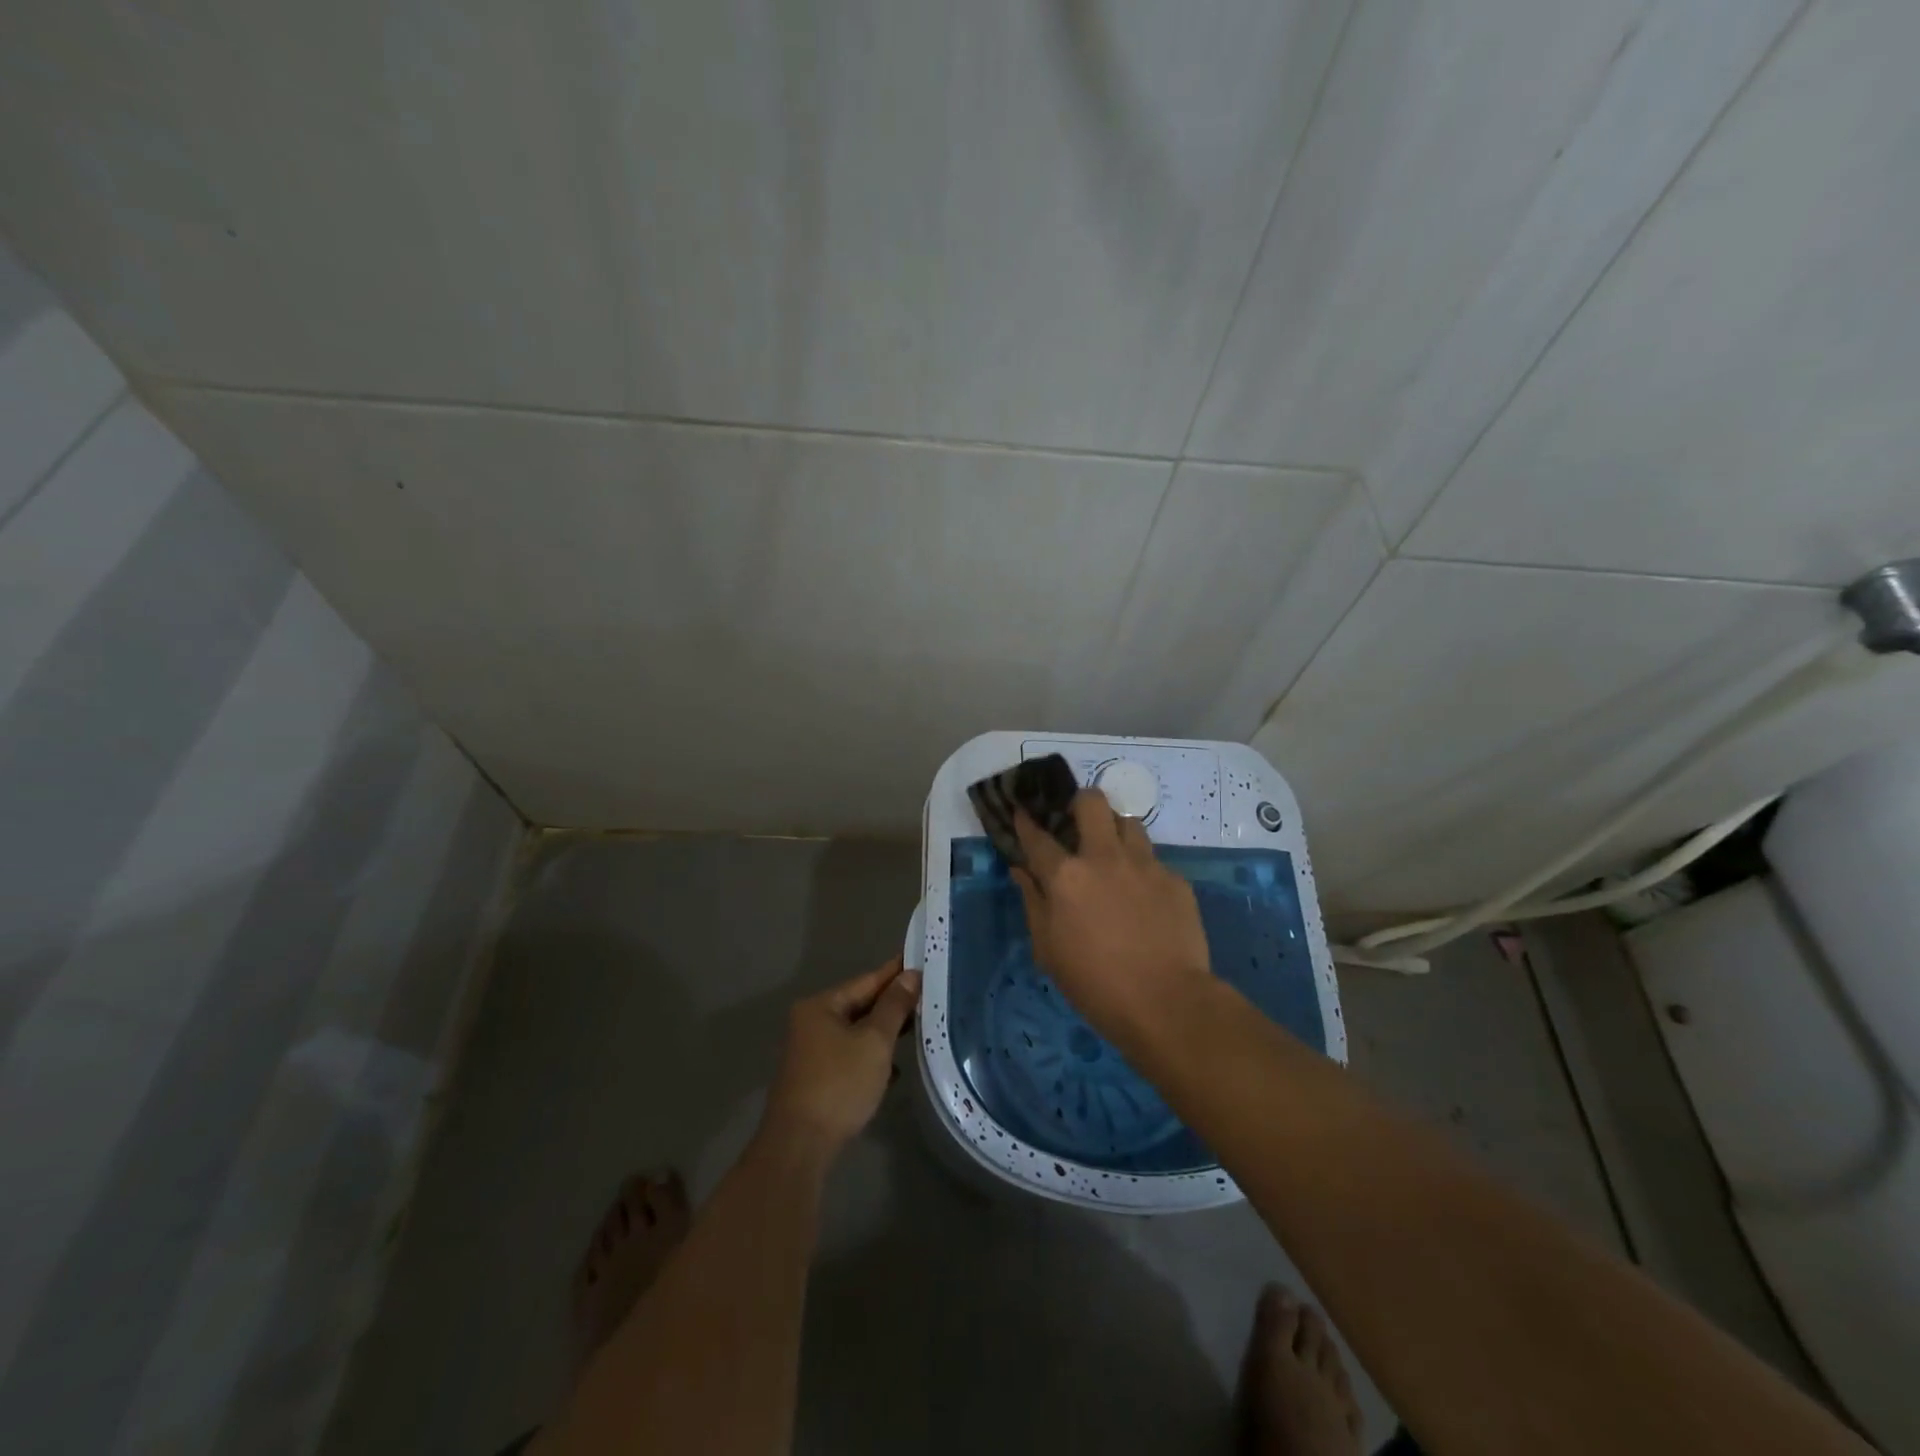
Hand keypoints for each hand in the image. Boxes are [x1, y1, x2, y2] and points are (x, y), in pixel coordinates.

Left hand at [761, 956, 920, 1161]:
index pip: (866, 980)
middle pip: (860, 1005)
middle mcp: (812, 1022)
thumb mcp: (874, 1041)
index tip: (920, 961)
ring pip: (856, 1032)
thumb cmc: (839, 1084)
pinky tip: (894, 1069)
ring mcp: (812, 1052)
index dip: (895, 972)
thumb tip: (910, 975)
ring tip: (917, 1027)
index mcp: (821, 1006)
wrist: (800, 1145)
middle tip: (927, 995)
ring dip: (884, 1032)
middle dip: (892, 1004)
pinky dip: (872, 1057)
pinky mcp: (817, 1078)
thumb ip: (893, 1006)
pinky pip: (851, 1055)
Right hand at [1013, 790, 1212, 1038]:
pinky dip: (1142, 870)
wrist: (1166, 1002)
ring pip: (1129, 822)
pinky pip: (1154, 860)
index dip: (1026, 821)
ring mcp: (1144, 865)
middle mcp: (1104, 858)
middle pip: (1092, 802)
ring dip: (1116, 832)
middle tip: (1078, 824)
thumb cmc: (1094, 983)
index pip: (1038, 836)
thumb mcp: (1048, 949)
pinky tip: (1144, 897)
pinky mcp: (1175, 880)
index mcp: (1066, 876)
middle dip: (1081, 803)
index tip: (1023, 811)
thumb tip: (1021, 871)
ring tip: (1114, 856)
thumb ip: (1033, 902)